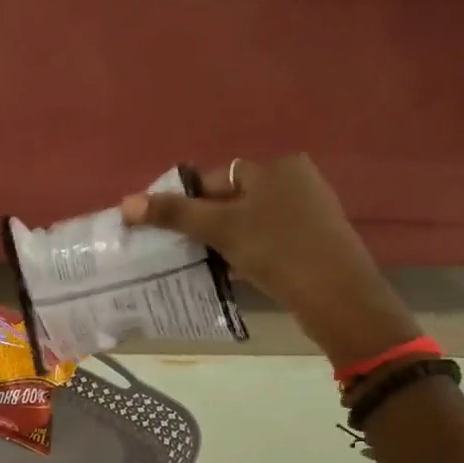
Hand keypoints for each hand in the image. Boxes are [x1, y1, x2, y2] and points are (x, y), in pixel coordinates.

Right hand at [122, 155, 420, 367]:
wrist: (337, 296)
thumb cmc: (276, 250)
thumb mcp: (220, 228)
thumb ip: (174, 214)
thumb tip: (126, 203)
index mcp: (274, 166)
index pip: (213, 178)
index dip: (184, 202)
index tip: (164, 230)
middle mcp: (294, 179)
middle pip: (230, 198)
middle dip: (204, 223)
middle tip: (180, 250)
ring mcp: (308, 209)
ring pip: (248, 220)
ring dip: (223, 239)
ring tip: (203, 264)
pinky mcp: (314, 238)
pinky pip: (267, 237)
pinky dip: (247, 251)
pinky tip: (234, 272)